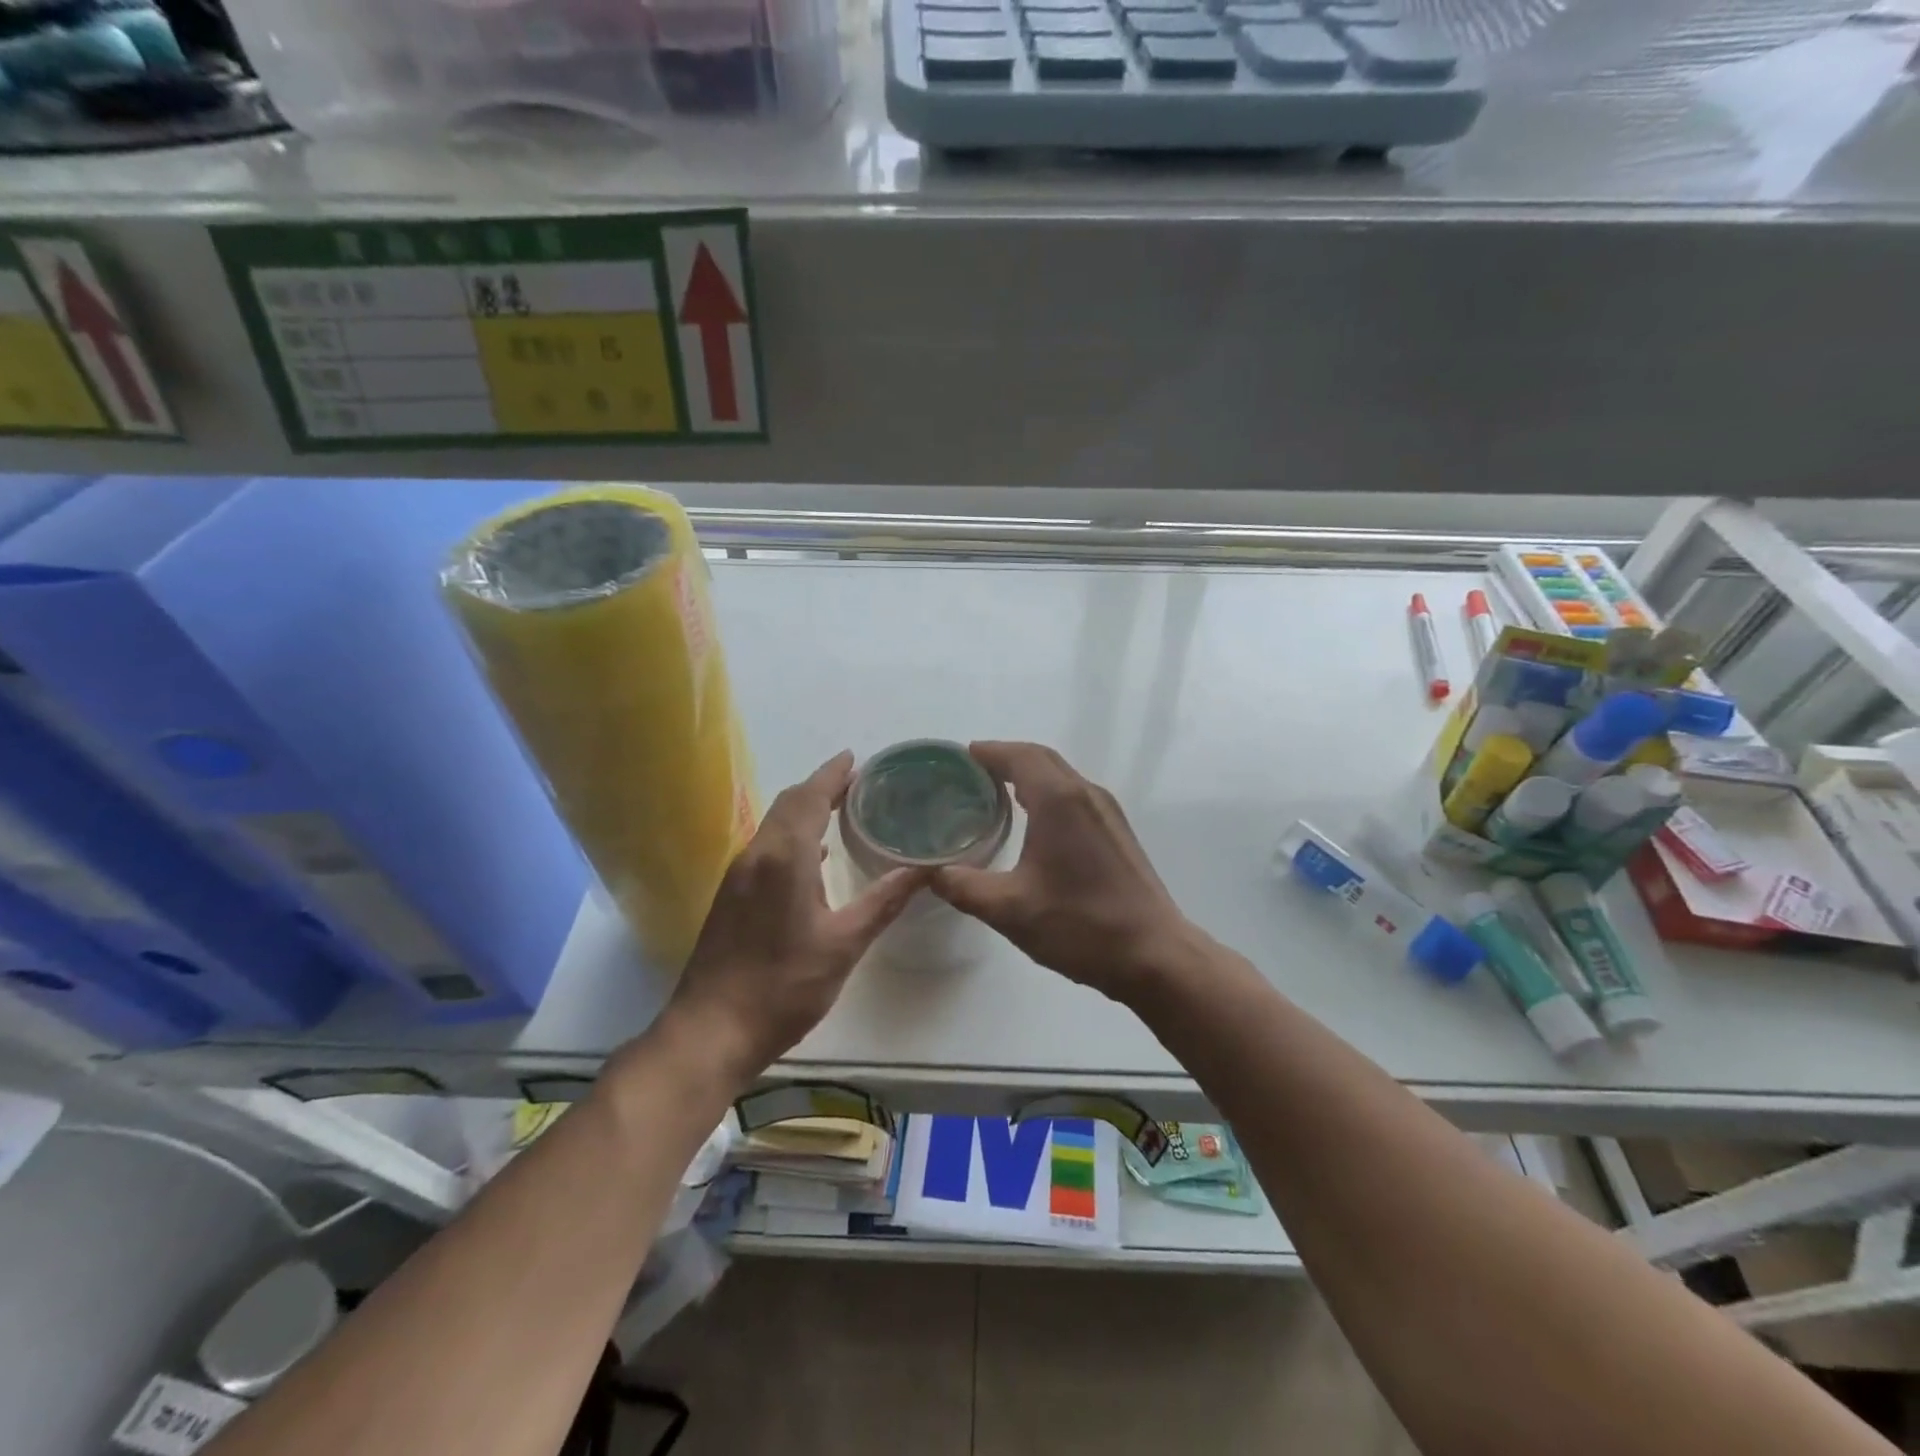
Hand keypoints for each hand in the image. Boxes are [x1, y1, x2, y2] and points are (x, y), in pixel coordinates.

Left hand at [666, 752, 926, 1078]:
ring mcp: (739, 875)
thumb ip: (884, 901)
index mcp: (784, 857)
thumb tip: (924, 870)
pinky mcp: (731, 896)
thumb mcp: (844, 944)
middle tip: (858, 784)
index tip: (855, 758)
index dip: (832, 774)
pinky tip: (814, 857)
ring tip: (842, 811)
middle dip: (820, 787)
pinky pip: (766, 847)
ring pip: (774, 825)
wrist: (711, 1030)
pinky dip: (792, 837)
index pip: (809, 797)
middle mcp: (756, 855)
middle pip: (788, 804)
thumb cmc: (784, 985)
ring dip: (805, 811)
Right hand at [930, 742, 1199, 1002]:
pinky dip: (1047, 794)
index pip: (1019, 756)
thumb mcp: (1009, 910)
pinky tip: (1033, 824)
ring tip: (994, 796)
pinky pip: (1075, 796)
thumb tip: (930, 873)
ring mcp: (1107, 811)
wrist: (1154, 954)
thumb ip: (964, 887)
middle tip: (970, 776)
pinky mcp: (1117, 832)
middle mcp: (1086, 794)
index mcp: (1059, 800)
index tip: (959, 758)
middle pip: (1041, 759)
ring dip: (1028, 776)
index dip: (988, 752)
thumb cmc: (1080, 925)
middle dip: (1005, 759)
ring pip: (1061, 777)